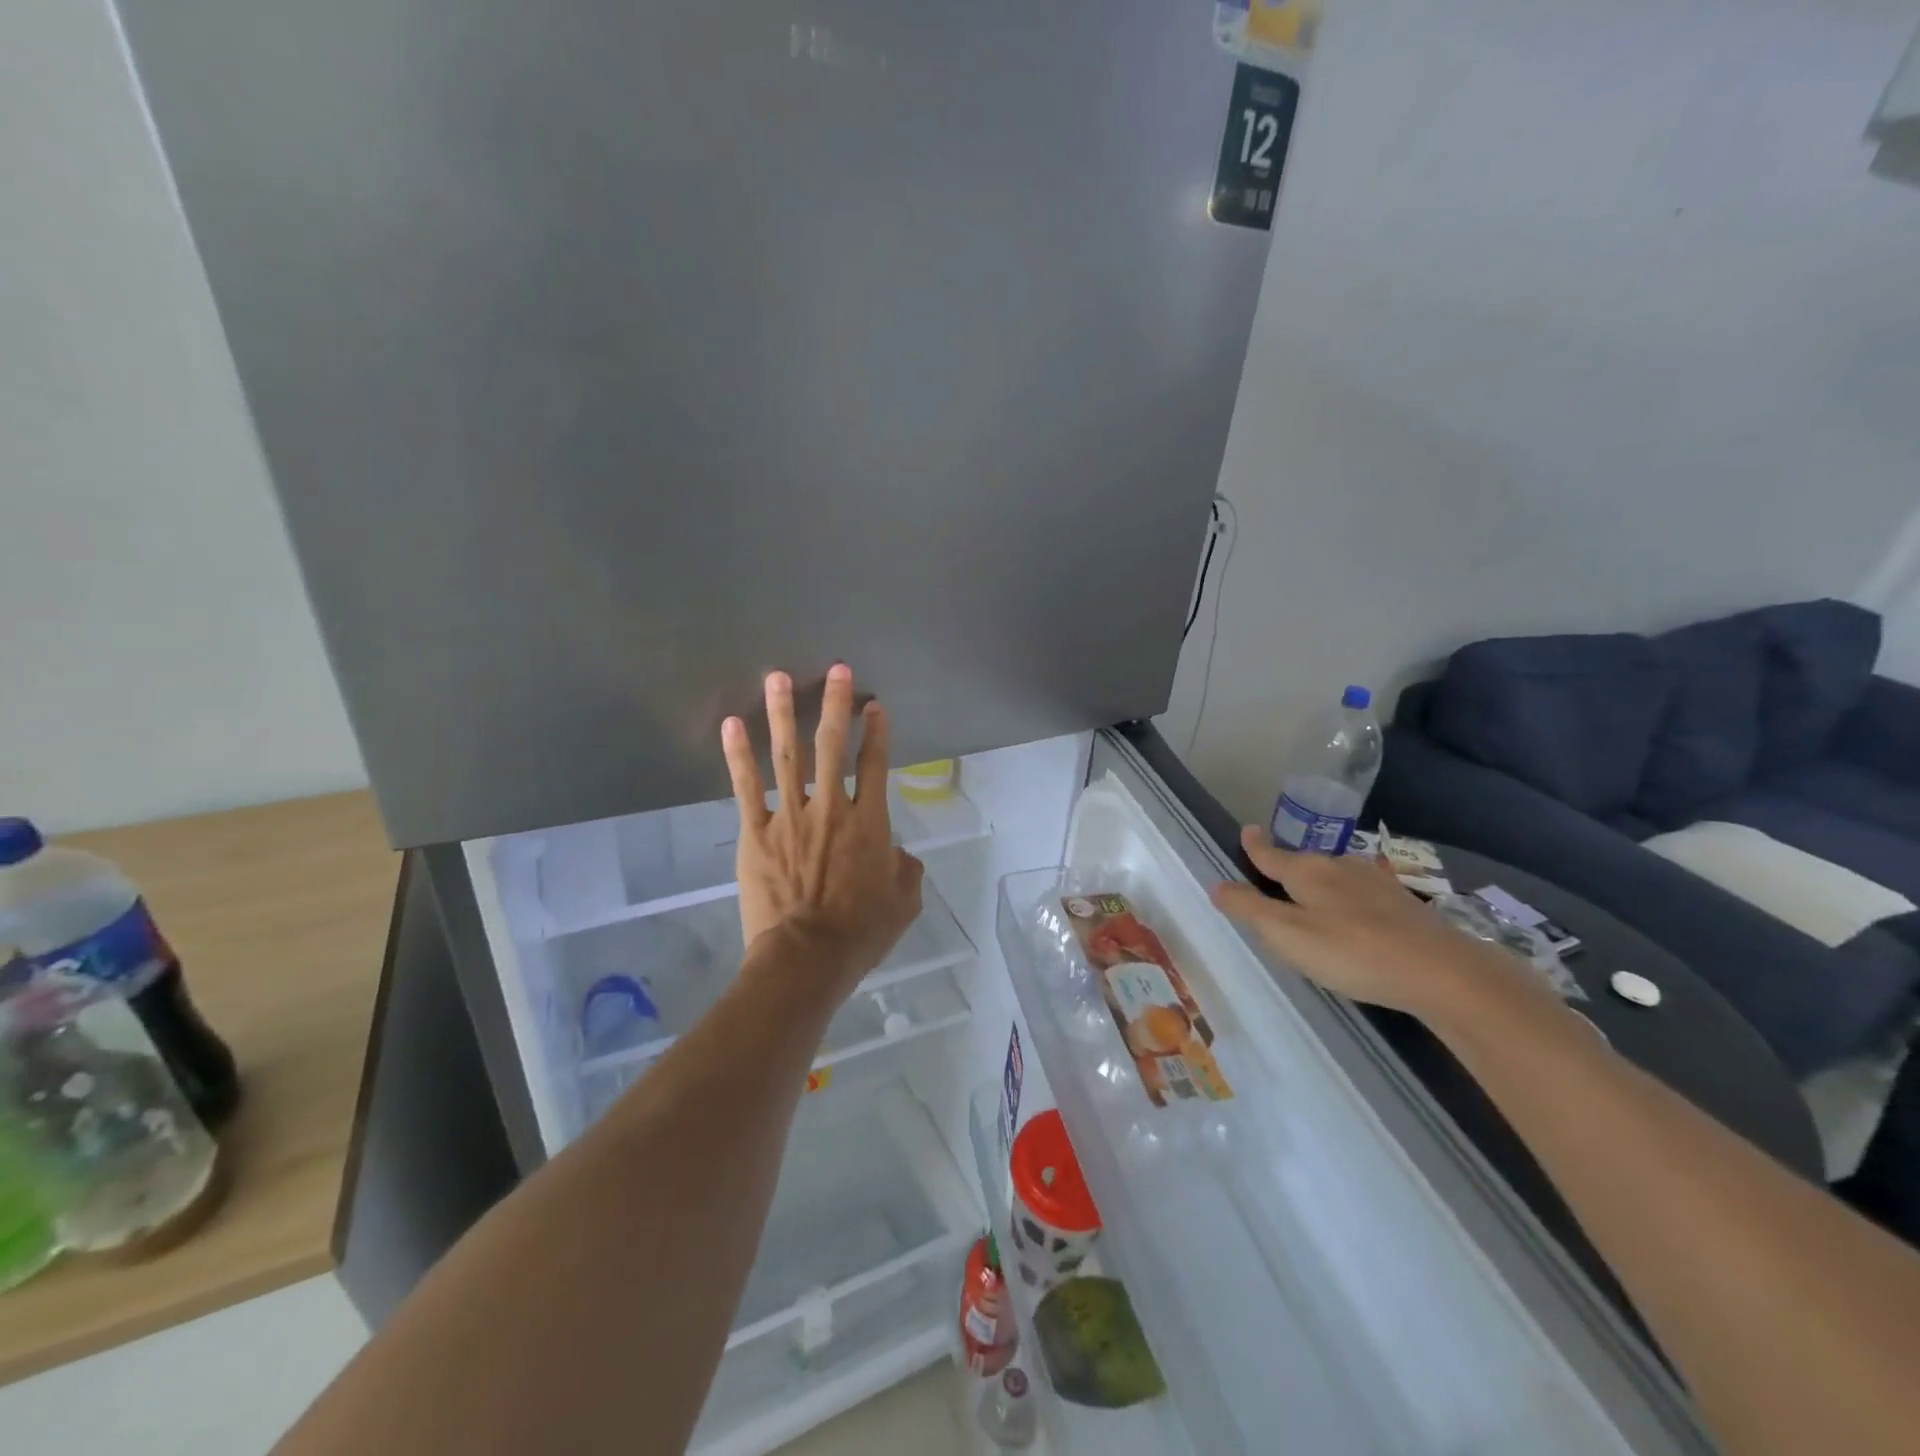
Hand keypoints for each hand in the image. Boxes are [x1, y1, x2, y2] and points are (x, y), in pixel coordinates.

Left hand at [721, 666, 923, 994]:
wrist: (806, 958)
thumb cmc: (860, 934)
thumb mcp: (904, 904)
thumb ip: (906, 869)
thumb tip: (898, 853)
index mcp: (869, 823)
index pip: (875, 765)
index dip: (877, 732)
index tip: (874, 705)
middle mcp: (831, 808)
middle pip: (833, 746)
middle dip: (836, 705)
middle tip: (835, 671)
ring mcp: (790, 817)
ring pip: (787, 755)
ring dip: (784, 713)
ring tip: (778, 678)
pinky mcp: (756, 832)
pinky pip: (746, 787)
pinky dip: (738, 755)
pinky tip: (731, 725)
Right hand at [1211, 826, 1539, 1020]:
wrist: (1443, 972)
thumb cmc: (1351, 951)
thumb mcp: (1287, 934)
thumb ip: (1249, 909)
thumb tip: (1216, 885)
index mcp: (1306, 871)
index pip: (1270, 853)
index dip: (1254, 844)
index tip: (1247, 830)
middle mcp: (1339, 866)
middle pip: (1304, 862)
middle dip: (1288, 867)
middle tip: (1274, 880)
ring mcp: (1376, 882)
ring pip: (1336, 876)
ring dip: (1321, 885)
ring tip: (1313, 903)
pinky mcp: (1404, 904)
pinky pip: (1362, 894)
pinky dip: (1349, 901)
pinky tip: (1356, 921)